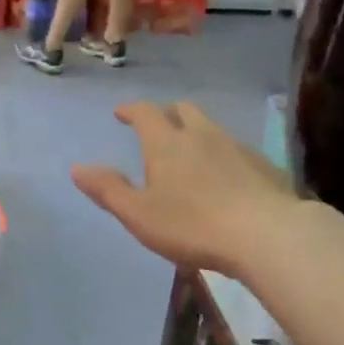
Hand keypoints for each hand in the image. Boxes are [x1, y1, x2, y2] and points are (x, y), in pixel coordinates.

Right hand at [73, 102, 297, 277]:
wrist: (266, 234)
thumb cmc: (192, 226)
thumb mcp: (139, 215)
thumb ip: (108, 190)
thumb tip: (77, 168)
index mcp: (167, 144)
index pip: (145, 113)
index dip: (131, 110)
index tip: (122, 113)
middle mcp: (202, 135)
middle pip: (183, 110)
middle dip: (167, 113)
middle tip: (157, 126)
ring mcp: (237, 147)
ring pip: (212, 128)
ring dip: (196, 132)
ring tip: (190, 153)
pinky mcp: (263, 165)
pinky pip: (235, 149)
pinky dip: (221, 154)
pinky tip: (225, 177)